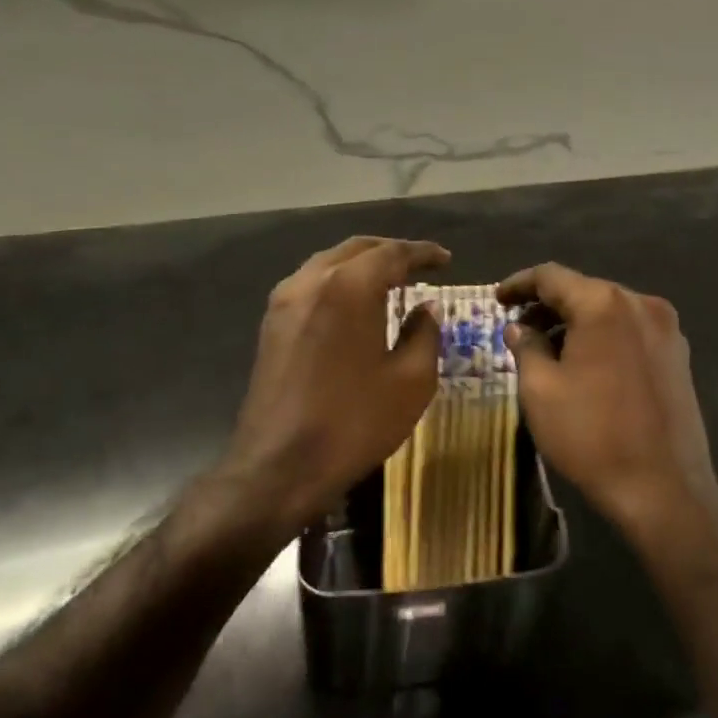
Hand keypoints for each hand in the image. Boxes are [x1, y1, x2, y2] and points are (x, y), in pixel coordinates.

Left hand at [226, 236, 448, 528]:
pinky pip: (311, 284)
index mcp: (349, 287)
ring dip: (362, 265)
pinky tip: (355, 304)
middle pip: (357, 249)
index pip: (393, 253)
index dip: (423, 253)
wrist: (278, 468)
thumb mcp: (411, 381)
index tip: (446, 258)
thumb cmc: (354, 423)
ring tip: (390, 280)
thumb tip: (426, 307)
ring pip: (330, 263)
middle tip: (420, 265)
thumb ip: (425, 333)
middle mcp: (312, 281)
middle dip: (391, 252)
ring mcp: (285, 301)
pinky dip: (339, 282)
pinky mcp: (271, 324)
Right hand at [498, 263, 717, 538]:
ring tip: (548, 347)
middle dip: (548, 305)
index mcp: (604, 303)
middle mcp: (641, 304)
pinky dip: (603, 337)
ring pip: (609, 311)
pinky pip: (631, 331)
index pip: (552, 276)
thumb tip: (519, 327)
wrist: (664, 489)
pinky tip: (585, 362)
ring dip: (576, 322)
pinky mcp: (679, 355)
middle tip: (518, 327)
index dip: (519, 284)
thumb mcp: (541, 390)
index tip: (497, 300)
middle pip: (584, 290)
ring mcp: (667, 329)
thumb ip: (526, 347)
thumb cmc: (592, 436)